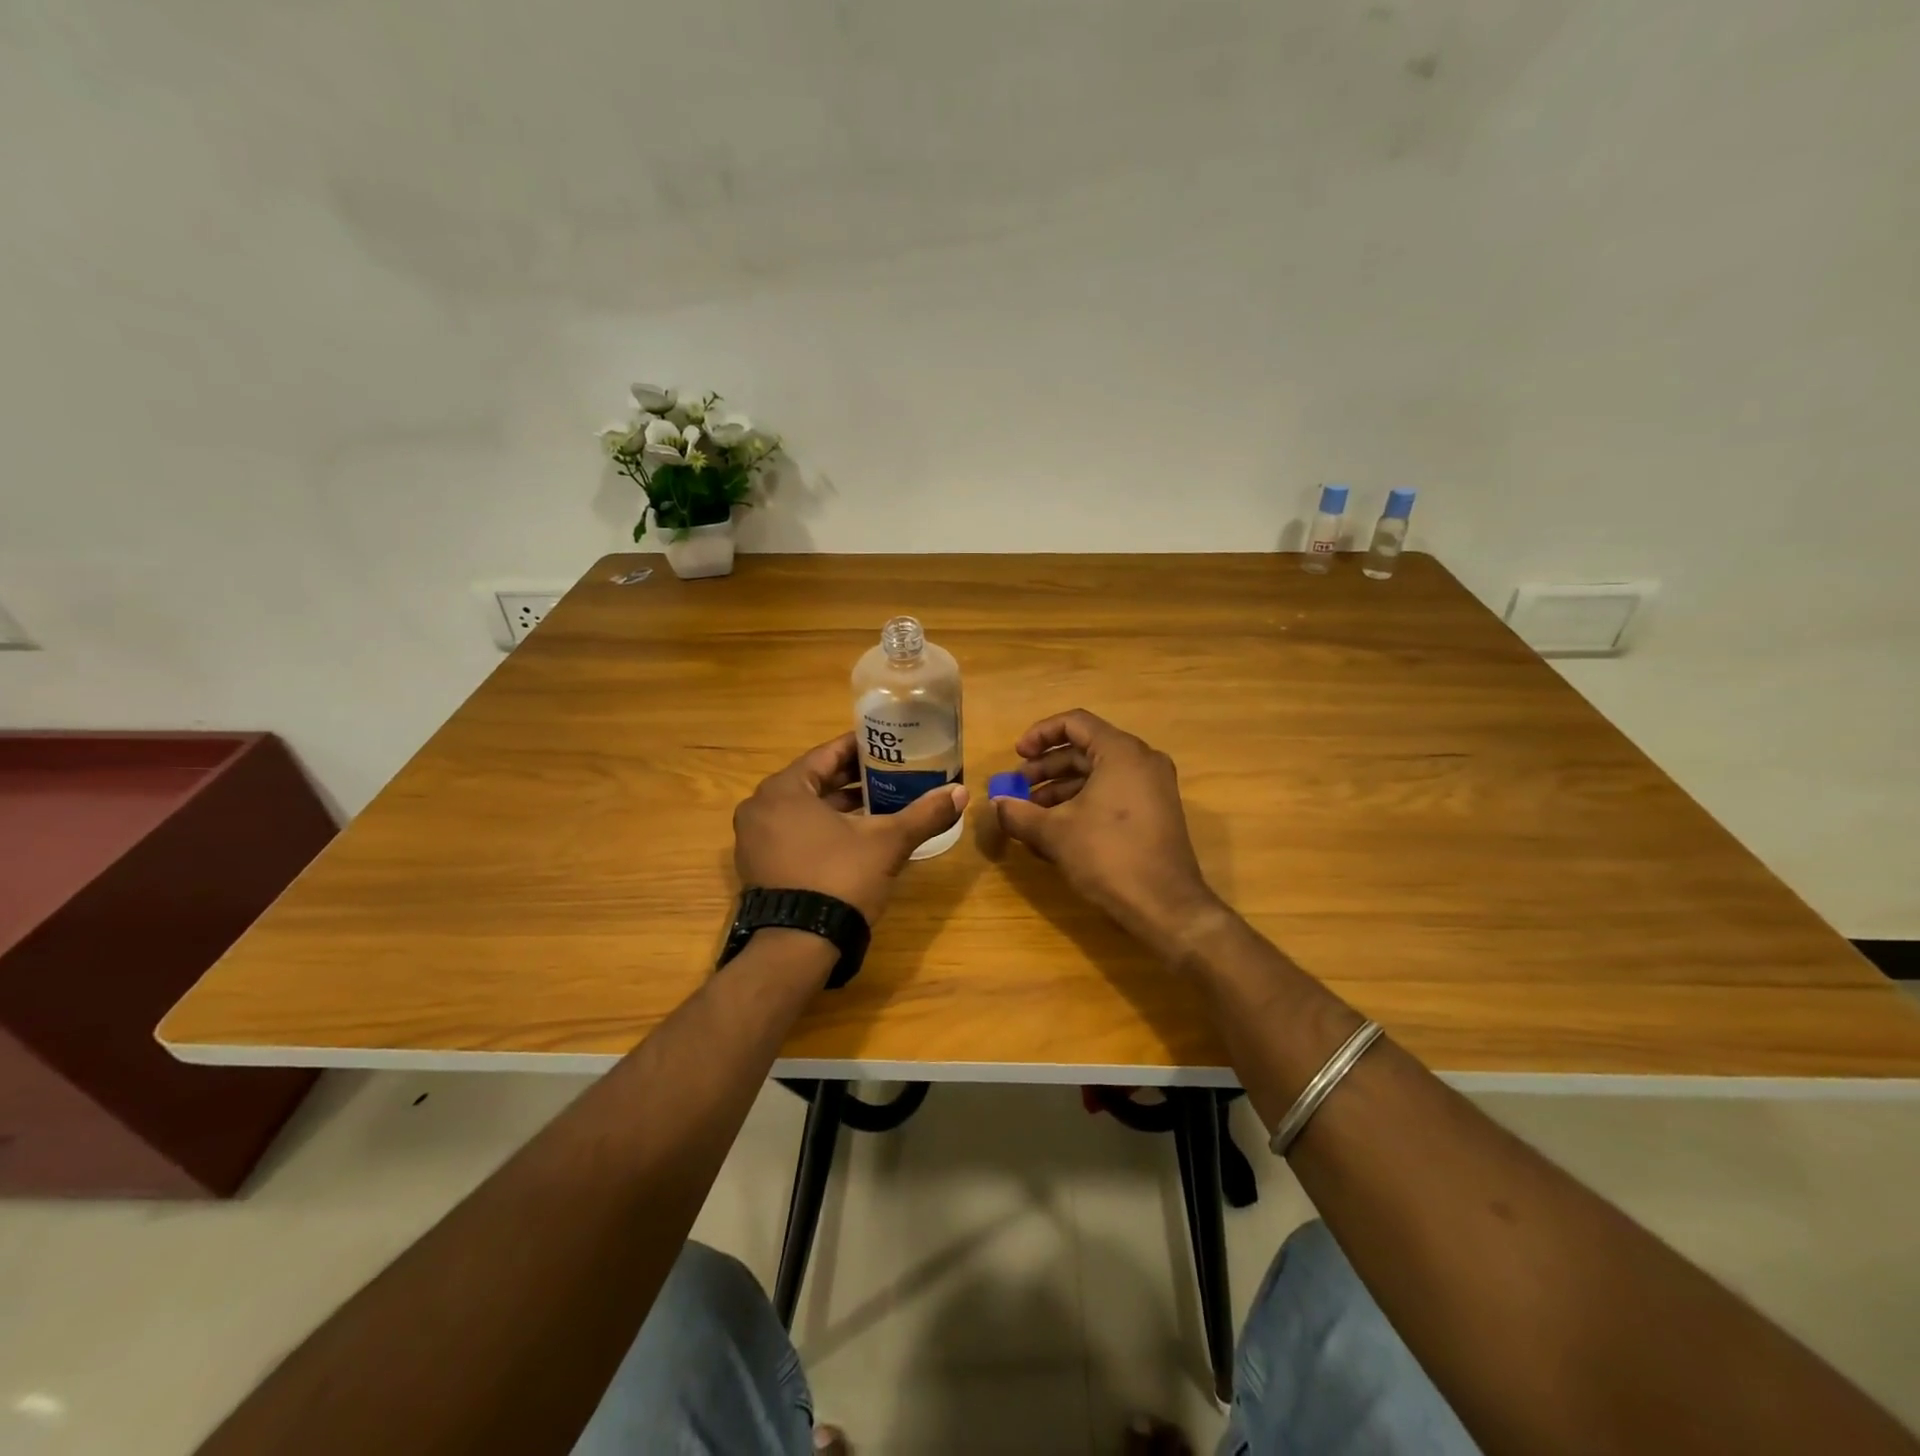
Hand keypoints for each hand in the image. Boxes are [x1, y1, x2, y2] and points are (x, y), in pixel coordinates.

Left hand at [734, 732, 967, 923]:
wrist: (798, 946)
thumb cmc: (840, 878)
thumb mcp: (887, 842)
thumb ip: (924, 814)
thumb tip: (962, 793)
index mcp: (784, 789)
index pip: (826, 754)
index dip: (860, 748)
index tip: (886, 745)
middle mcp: (760, 807)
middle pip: (814, 781)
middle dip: (852, 779)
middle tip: (888, 773)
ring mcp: (754, 840)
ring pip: (803, 810)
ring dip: (838, 806)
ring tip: (877, 804)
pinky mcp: (758, 867)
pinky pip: (793, 833)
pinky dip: (820, 829)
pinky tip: (853, 837)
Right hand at [992, 710, 1222, 954]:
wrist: (1165, 906)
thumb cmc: (1108, 856)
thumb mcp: (1055, 832)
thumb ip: (1019, 813)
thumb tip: (996, 805)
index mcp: (1121, 752)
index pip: (1074, 723)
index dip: (1039, 735)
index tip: (1017, 756)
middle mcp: (1142, 761)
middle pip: (1085, 750)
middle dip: (1046, 768)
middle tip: (1017, 789)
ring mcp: (1153, 787)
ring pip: (1097, 774)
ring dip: (1060, 789)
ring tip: (1030, 814)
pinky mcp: (1155, 812)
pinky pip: (1112, 793)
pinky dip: (1082, 803)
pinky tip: (1056, 830)